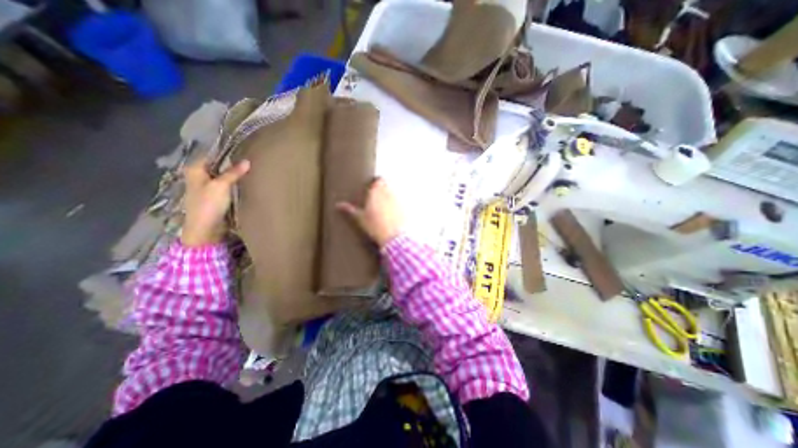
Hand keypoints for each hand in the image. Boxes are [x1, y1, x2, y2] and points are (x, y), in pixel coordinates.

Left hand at [180, 156, 247, 248]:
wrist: (205, 228)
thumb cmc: (208, 204)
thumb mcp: (221, 185)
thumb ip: (233, 172)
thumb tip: (247, 161)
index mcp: (195, 169)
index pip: (211, 154)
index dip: (226, 152)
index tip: (242, 148)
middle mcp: (199, 175)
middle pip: (217, 165)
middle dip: (231, 163)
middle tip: (249, 158)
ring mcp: (207, 186)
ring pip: (222, 175)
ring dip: (233, 173)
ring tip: (249, 169)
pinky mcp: (214, 196)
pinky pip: (225, 185)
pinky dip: (233, 182)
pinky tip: (243, 181)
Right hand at [333, 177, 401, 247]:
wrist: (393, 237)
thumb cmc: (376, 227)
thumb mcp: (360, 219)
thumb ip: (350, 210)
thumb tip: (338, 205)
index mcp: (377, 192)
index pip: (378, 180)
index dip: (376, 183)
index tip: (372, 189)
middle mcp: (389, 192)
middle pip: (387, 184)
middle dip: (383, 188)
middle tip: (377, 197)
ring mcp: (398, 199)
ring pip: (394, 192)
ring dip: (390, 195)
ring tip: (384, 207)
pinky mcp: (405, 207)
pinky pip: (401, 201)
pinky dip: (397, 205)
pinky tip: (393, 214)